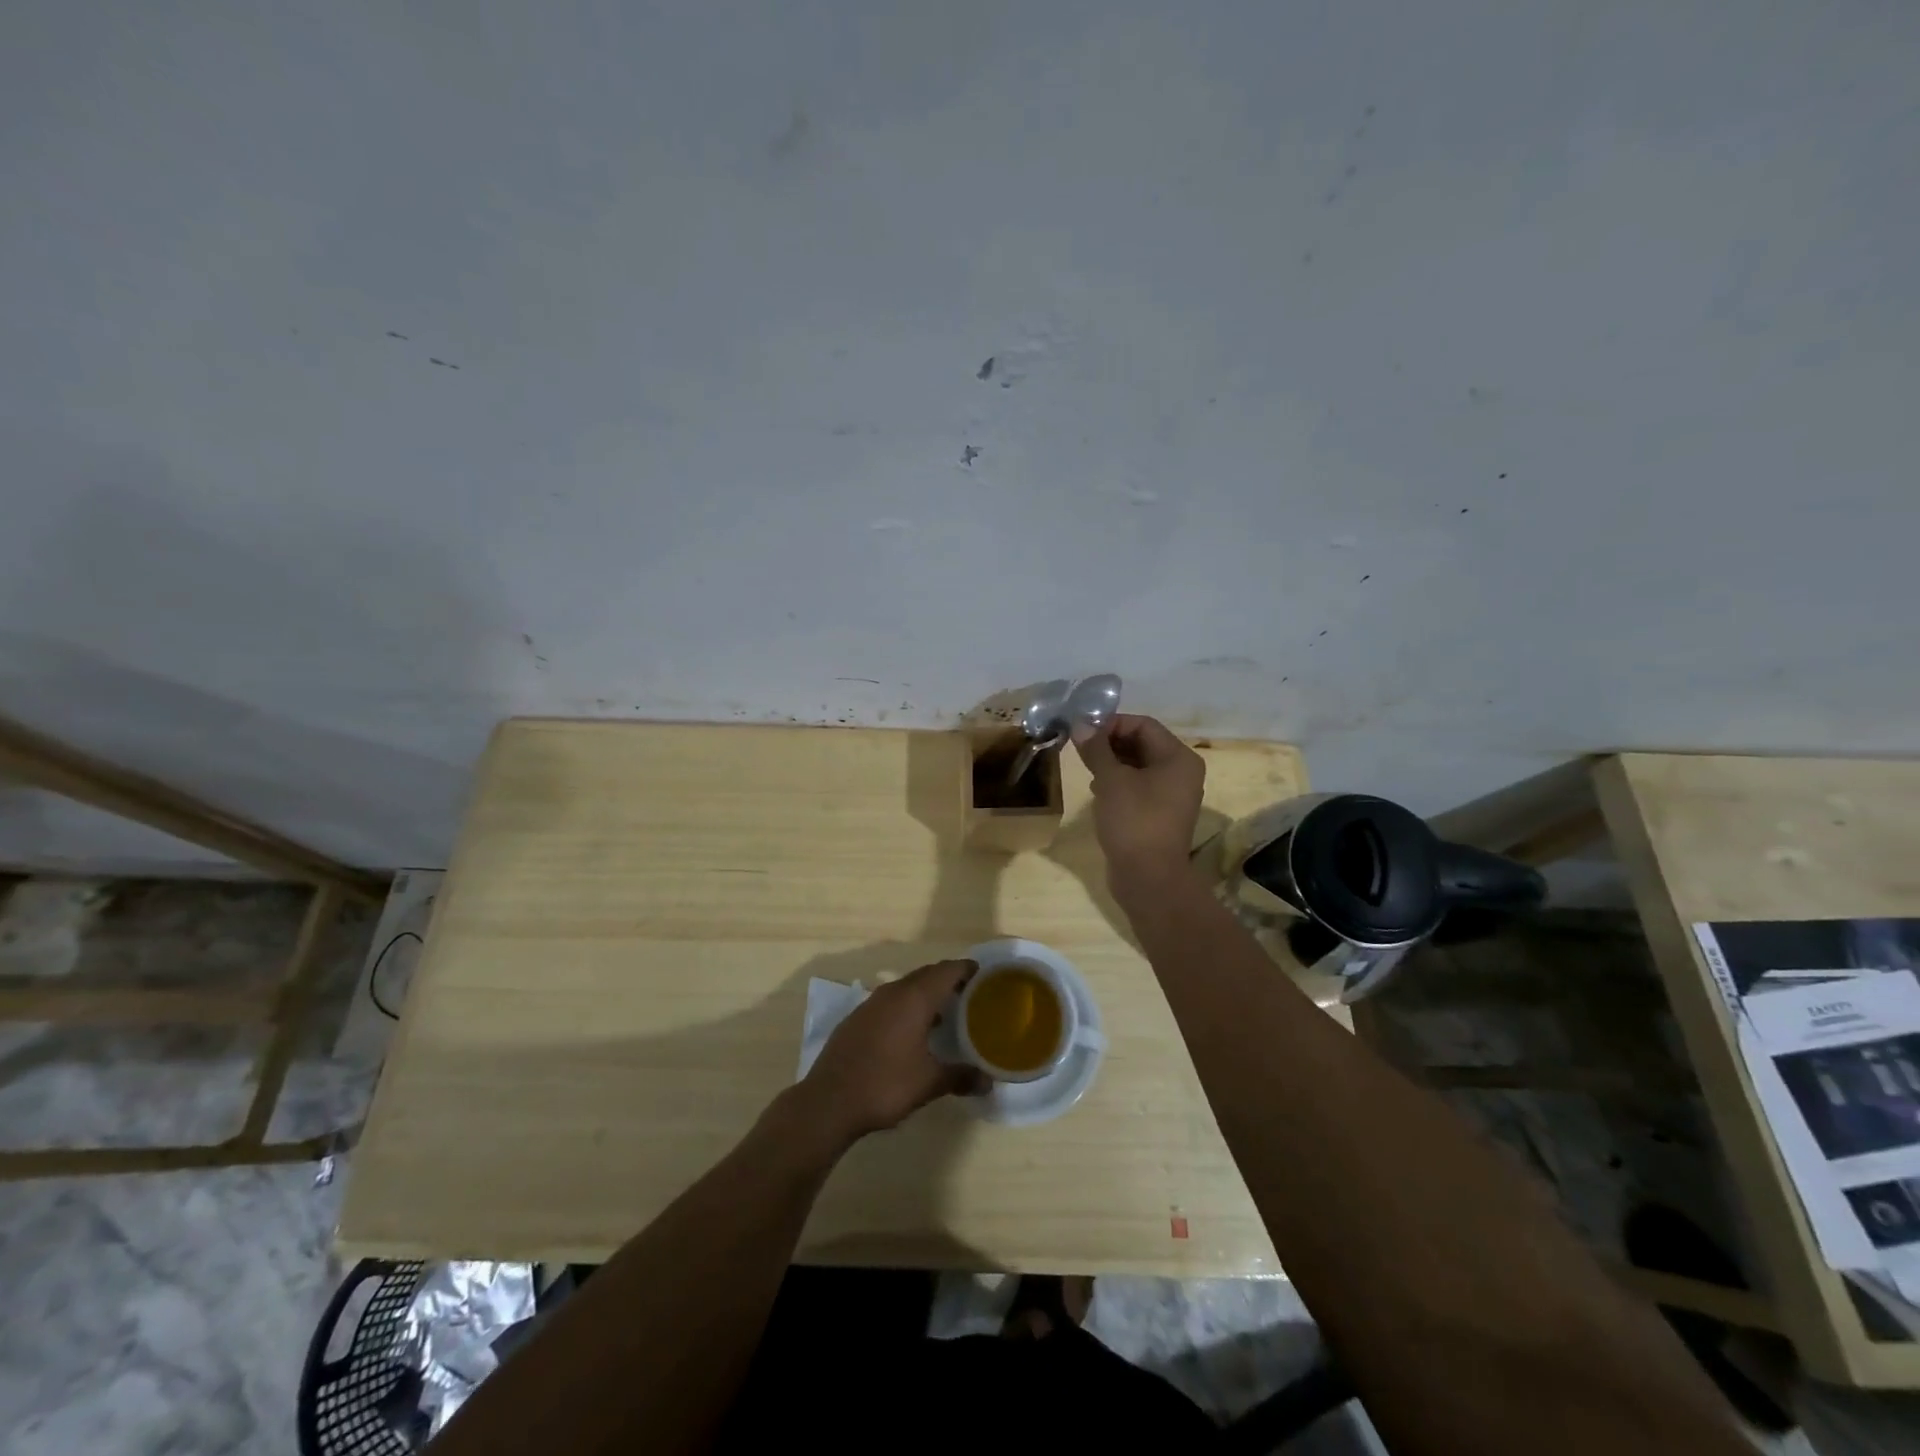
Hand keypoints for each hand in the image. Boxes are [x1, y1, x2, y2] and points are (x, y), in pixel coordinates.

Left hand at [799, 959, 988, 1143]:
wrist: (829, 1101)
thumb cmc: (885, 1085)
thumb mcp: (929, 1083)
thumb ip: (960, 1077)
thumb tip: (988, 1081)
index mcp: (914, 998)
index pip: (946, 971)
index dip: (966, 969)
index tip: (983, 975)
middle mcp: (892, 993)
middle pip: (926, 974)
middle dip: (948, 979)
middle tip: (969, 994)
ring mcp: (871, 1004)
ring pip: (905, 987)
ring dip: (925, 993)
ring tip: (944, 1012)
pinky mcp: (856, 1019)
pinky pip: (889, 1002)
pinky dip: (906, 1006)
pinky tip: (910, 1031)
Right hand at [1073, 714, 1205, 890]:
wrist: (1148, 878)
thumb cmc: (1134, 821)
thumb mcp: (1111, 780)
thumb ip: (1096, 749)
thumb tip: (1081, 725)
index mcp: (1178, 758)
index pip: (1143, 725)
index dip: (1112, 723)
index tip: (1083, 731)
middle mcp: (1181, 772)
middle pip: (1142, 744)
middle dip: (1109, 743)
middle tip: (1080, 748)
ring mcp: (1172, 795)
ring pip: (1138, 766)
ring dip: (1111, 763)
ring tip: (1087, 769)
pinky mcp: (1160, 814)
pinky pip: (1138, 787)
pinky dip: (1118, 783)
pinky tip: (1098, 791)